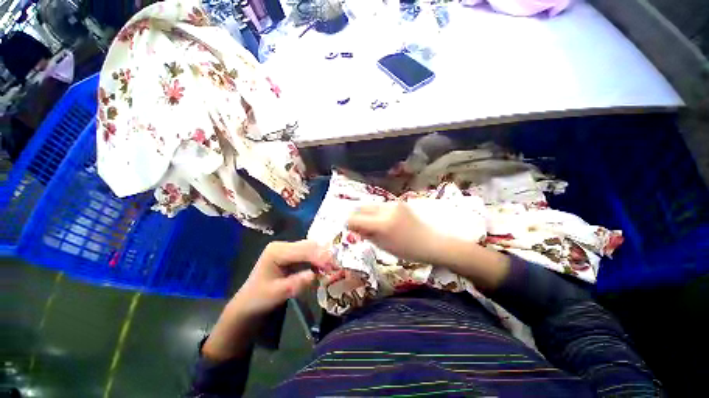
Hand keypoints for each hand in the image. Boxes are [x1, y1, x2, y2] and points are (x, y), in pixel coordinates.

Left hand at [234, 240, 332, 317]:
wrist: (249, 303)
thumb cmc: (260, 298)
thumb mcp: (279, 293)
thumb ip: (297, 283)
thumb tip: (316, 275)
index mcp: (277, 251)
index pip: (304, 250)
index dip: (321, 256)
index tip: (337, 266)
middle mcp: (282, 246)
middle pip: (309, 246)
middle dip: (325, 255)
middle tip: (342, 266)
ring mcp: (286, 251)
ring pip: (310, 249)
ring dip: (323, 257)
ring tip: (338, 267)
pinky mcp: (290, 258)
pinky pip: (308, 256)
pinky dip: (318, 261)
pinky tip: (327, 269)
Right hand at [347, 202, 440, 263]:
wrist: (431, 242)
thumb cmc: (407, 250)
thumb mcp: (383, 246)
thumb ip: (367, 234)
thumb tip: (354, 227)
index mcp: (381, 224)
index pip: (354, 218)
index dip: (350, 225)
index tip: (352, 231)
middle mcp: (386, 210)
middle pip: (361, 207)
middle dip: (357, 216)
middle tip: (360, 228)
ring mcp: (393, 204)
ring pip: (371, 205)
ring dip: (367, 213)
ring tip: (373, 226)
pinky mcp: (400, 202)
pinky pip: (382, 205)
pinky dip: (378, 212)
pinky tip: (385, 222)